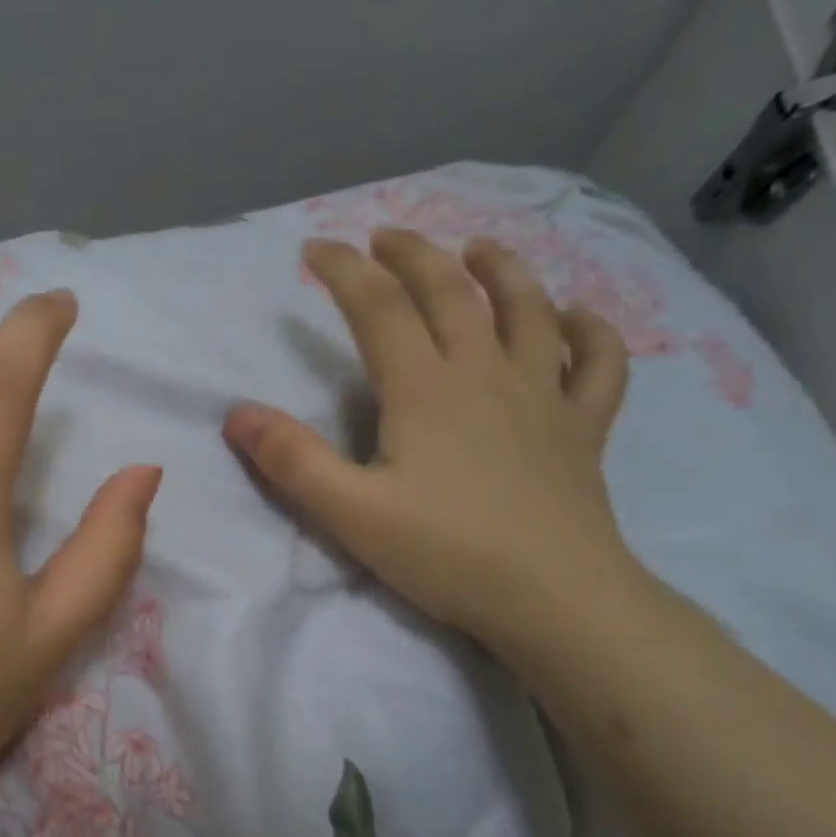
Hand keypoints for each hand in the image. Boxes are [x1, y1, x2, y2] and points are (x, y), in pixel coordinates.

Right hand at [223, 229, 638, 651]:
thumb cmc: (446, 554)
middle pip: (450, 293)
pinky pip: (598, 364)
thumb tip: (238, 413)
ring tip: (479, 248)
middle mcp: (485, 374)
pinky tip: (576, 318)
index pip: (377, 308)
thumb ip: (291, 460)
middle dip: (412, 255)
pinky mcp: (583, 428)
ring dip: (501, 270)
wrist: (555, 600)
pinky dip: (590, 331)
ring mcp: (543, 396)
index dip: (343, 271)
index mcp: (424, 389)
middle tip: (385, 237)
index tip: (313, 250)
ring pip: (528, 311)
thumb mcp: (349, 512)